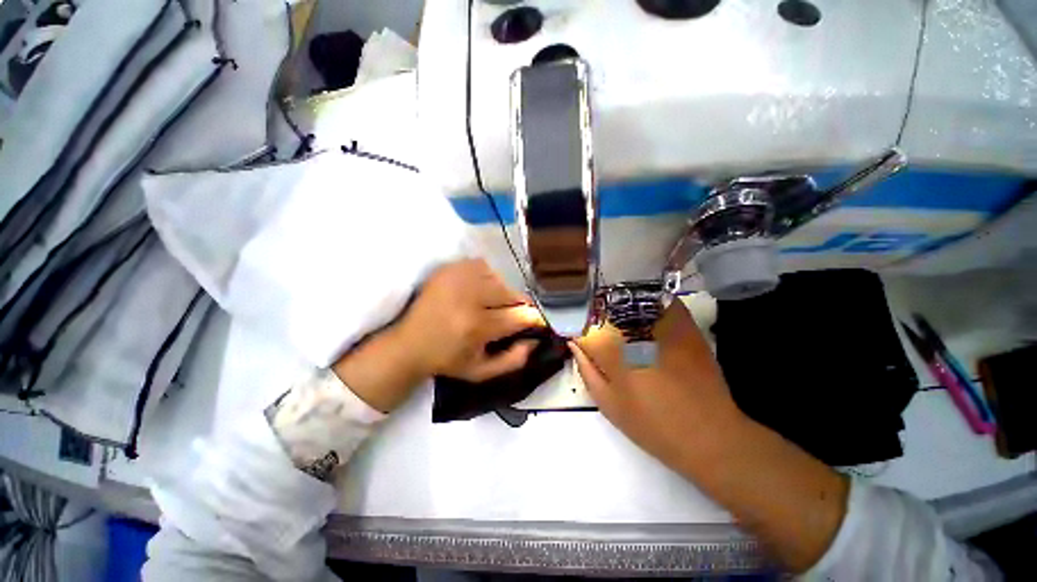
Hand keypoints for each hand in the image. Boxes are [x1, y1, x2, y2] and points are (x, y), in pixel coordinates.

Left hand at [334, 259, 543, 411]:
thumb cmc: (447, 360)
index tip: (538, 322)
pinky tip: (479, 290)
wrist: (408, 344)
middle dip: (518, 306)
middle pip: (512, 294)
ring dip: (503, 292)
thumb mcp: (481, 372)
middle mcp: (469, 298)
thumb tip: (535, 340)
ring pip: (500, 279)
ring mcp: (458, 278)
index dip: (535, 319)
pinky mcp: (449, 268)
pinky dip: (488, 278)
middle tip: (512, 315)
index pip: (520, 316)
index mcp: (476, 327)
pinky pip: (484, 266)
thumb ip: (514, 360)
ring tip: (493, 304)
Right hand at [572, 300, 744, 470]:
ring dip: (620, 303)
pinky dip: (649, 301)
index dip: (576, 324)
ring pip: (633, 299)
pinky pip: (662, 301)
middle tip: (595, 323)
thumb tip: (574, 343)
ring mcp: (663, 325)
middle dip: (596, 311)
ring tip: (617, 314)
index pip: (584, 324)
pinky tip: (645, 312)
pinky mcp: (685, 326)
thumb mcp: (608, 403)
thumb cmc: (652, 424)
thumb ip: (587, 369)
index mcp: (612, 349)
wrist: (709, 435)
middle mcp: (635, 330)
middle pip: (606, 306)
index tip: (575, 331)